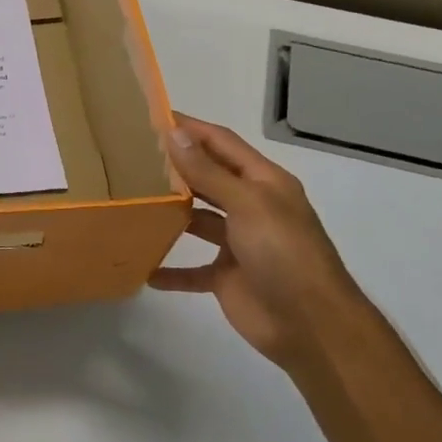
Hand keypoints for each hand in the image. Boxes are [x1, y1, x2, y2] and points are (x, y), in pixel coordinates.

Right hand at [149, 114, 366, 367]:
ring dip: (170, 214)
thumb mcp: (248, 204)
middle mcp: (251, 207)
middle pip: (208, 179)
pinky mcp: (227, 277)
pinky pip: (192, 270)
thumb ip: (209, 172)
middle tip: (131, 157)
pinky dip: (170, 270)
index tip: (152, 117)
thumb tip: (175, 134)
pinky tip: (144, 268)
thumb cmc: (284, 253)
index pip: (222, 144)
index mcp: (264, 183)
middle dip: (176, 168)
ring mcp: (239, 244)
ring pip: (198, 221)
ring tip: (132, 203)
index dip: (191, 129)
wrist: (310, 324)